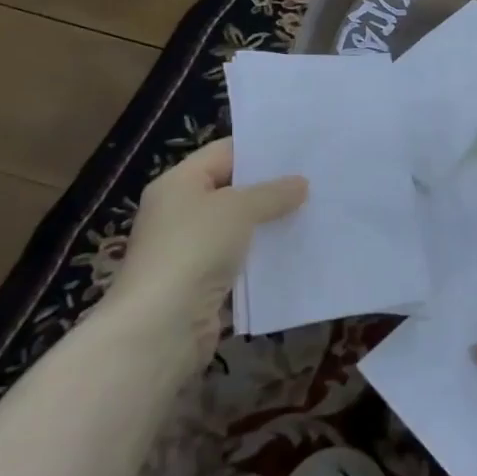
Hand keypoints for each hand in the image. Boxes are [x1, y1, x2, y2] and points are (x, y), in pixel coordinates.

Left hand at [111, 138, 306, 340]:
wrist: (161, 326)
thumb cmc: (194, 249)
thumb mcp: (239, 209)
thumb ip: (272, 193)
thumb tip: (301, 184)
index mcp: (178, 183)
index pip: (223, 153)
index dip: (259, 149)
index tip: (300, 149)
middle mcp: (180, 212)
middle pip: (232, 189)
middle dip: (270, 187)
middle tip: (315, 179)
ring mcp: (190, 249)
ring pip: (239, 227)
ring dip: (270, 223)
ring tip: (314, 211)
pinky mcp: (203, 282)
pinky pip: (240, 259)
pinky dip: (263, 255)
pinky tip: (296, 250)